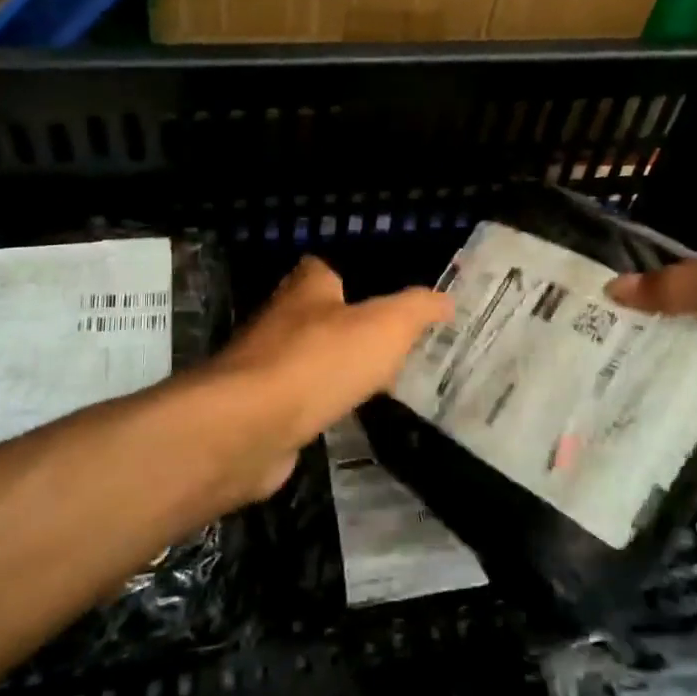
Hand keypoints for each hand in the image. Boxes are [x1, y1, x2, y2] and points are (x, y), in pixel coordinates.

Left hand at [211, 257, 451, 501]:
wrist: (250, 425)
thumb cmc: (321, 360)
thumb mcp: (387, 325)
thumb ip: (417, 309)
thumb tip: (446, 300)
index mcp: (306, 290)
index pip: (322, 270)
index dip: (349, 278)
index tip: (379, 296)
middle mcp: (278, 321)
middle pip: (313, 316)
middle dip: (344, 328)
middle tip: (386, 346)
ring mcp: (262, 368)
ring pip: (304, 360)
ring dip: (330, 370)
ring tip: (371, 385)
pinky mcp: (256, 410)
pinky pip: (294, 401)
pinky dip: (314, 407)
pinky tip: (339, 418)